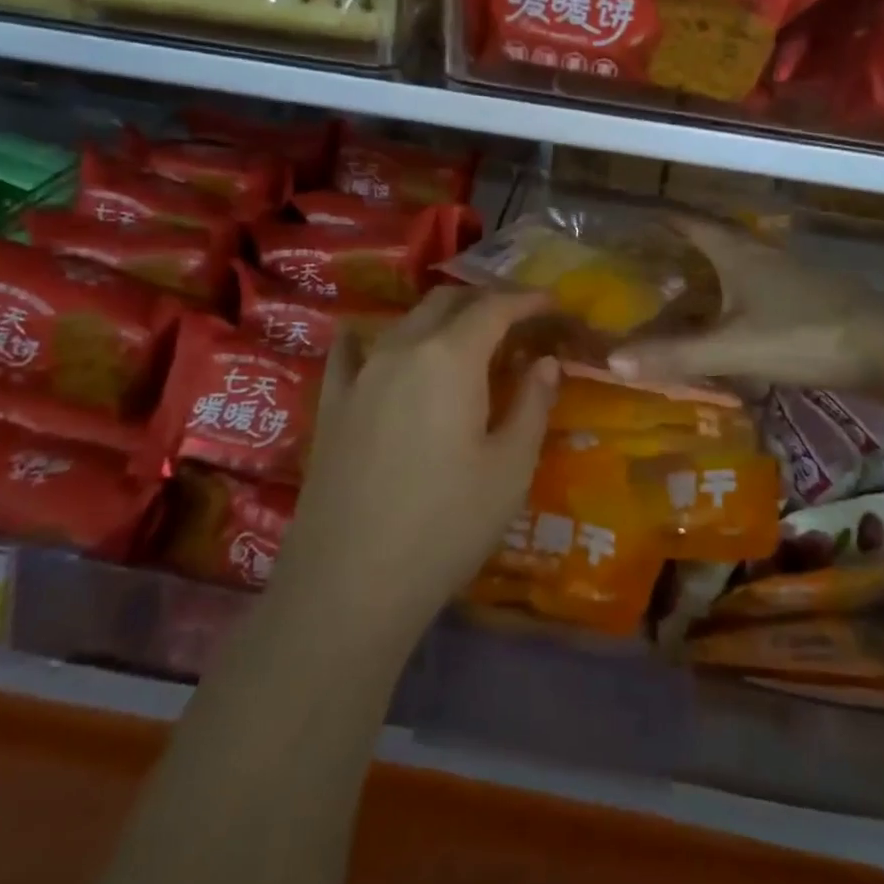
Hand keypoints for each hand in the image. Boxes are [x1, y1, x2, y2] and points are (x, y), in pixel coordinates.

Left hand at [273, 288, 559, 644]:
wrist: (350, 582)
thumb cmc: (446, 524)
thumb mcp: (510, 468)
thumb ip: (533, 404)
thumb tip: (545, 362)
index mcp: (450, 357)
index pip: (494, 308)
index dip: (526, 300)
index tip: (551, 303)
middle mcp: (402, 349)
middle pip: (446, 303)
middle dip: (485, 301)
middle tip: (516, 321)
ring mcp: (360, 374)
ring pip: (405, 321)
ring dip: (441, 318)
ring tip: (466, 339)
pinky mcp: (331, 403)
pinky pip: (352, 351)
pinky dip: (377, 338)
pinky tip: (379, 347)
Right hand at [609, 217, 883, 389]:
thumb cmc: (804, 336)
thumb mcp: (733, 349)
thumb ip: (676, 355)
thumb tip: (612, 361)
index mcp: (739, 256)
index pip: (694, 224)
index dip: (666, 218)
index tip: (642, 215)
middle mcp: (763, 256)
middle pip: (717, 241)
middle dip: (686, 246)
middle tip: (656, 258)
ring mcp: (791, 275)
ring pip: (741, 266)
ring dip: (713, 273)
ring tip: (688, 290)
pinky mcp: (811, 297)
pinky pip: (760, 289)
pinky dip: (737, 296)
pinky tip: (735, 319)